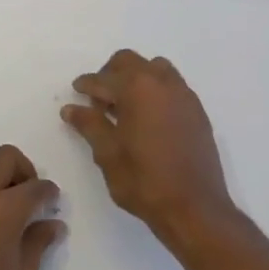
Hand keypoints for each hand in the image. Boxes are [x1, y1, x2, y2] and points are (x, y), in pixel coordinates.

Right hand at [62, 50, 235, 243]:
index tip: (76, 92)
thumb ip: (89, 125)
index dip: (86, 85)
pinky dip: (155, 91)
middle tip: (98, 98)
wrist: (194, 207)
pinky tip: (147, 118)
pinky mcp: (197, 111)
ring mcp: (184, 95)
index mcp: (137, 89)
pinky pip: (172, 86)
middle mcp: (163, 83)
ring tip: (124, 106)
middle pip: (130, 62)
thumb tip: (71, 108)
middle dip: (110, 74)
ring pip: (155, 69)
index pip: (103, 79)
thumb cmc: (144, 181)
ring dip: (136, 79)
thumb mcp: (108, 154)